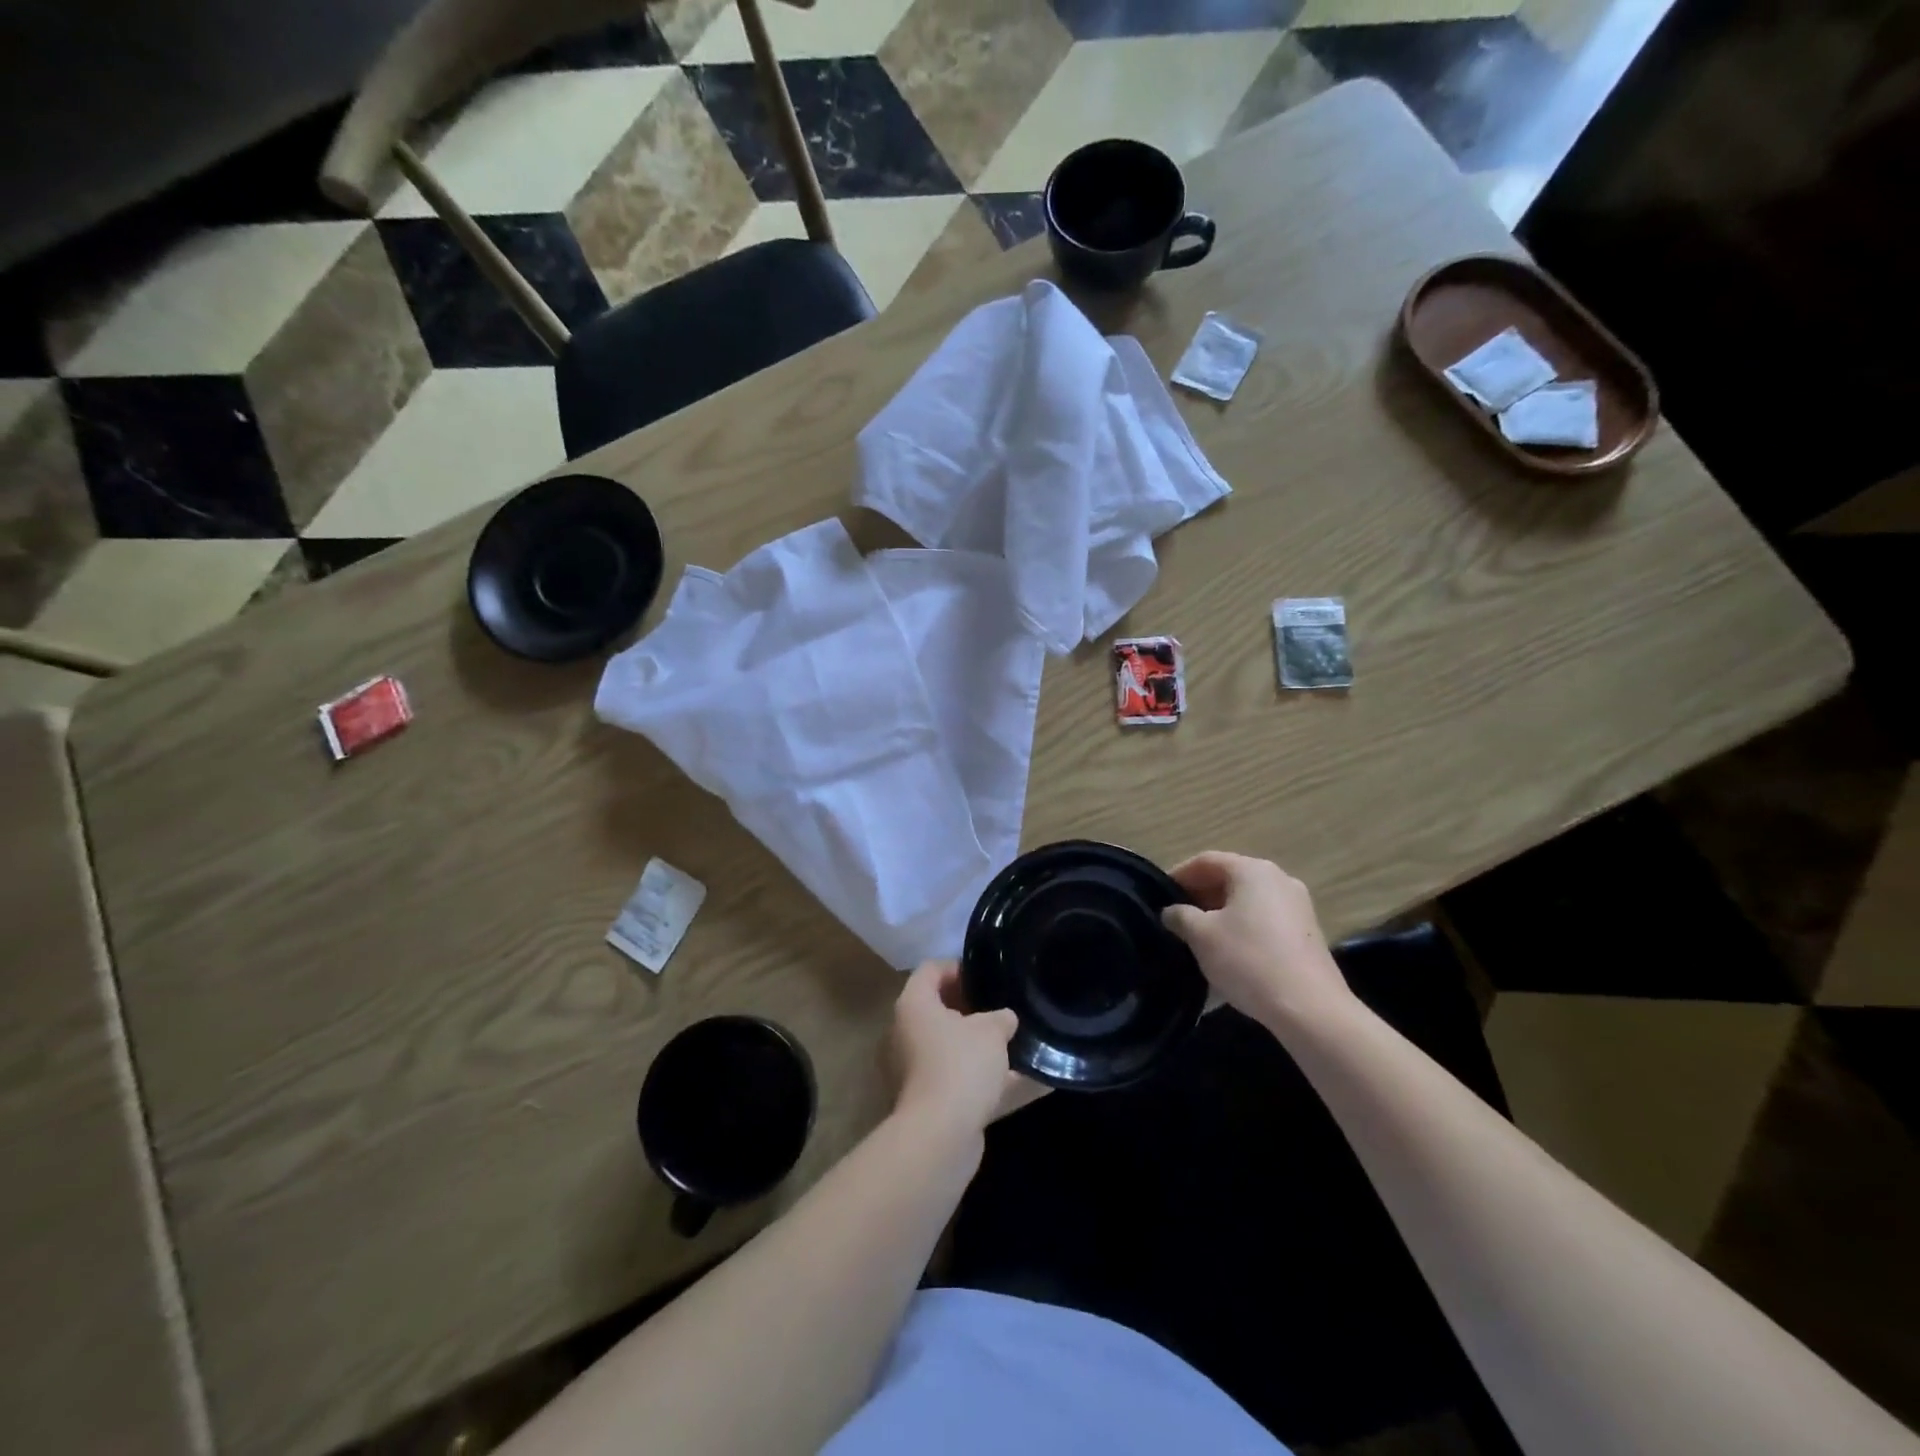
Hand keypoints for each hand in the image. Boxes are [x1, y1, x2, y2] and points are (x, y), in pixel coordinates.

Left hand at [887, 961, 1025, 1136]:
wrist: (940, 1135)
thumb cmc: (960, 1064)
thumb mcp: (991, 1031)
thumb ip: (1000, 1018)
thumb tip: (1005, 1019)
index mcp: (913, 1005)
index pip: (931, 970)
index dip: (959, 967)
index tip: (987, 975)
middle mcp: (905, 1033)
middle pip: (937, 1009)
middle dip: (971, 1009)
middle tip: (1001, 1008)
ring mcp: (912, 1069)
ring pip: (948, 1048)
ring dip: (977, 1046)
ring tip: (1013, 1042)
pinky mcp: (926, 1101)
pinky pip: (957, 1079)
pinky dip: (983, 1079)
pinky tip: (1022, 1081)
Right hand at [1161, 852, 1351, 1024]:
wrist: (1310, 1009)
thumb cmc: (1249, 960)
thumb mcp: (1202, 936)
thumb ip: (1180, 916)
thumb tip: (1172, 911)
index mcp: (1252, 870)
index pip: (1206, 861)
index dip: (1179, 875)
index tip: (1159, 896)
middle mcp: (1279, 879)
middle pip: (1229, 878)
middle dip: (1199, 896)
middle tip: (1176, 918)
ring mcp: (1298, 906)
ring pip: (1247, 901)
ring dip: (1220, 914)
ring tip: (1197, 938)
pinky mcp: (1307, 934)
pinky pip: (1264, 921)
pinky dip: (1241, 929)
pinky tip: (1227, 955)